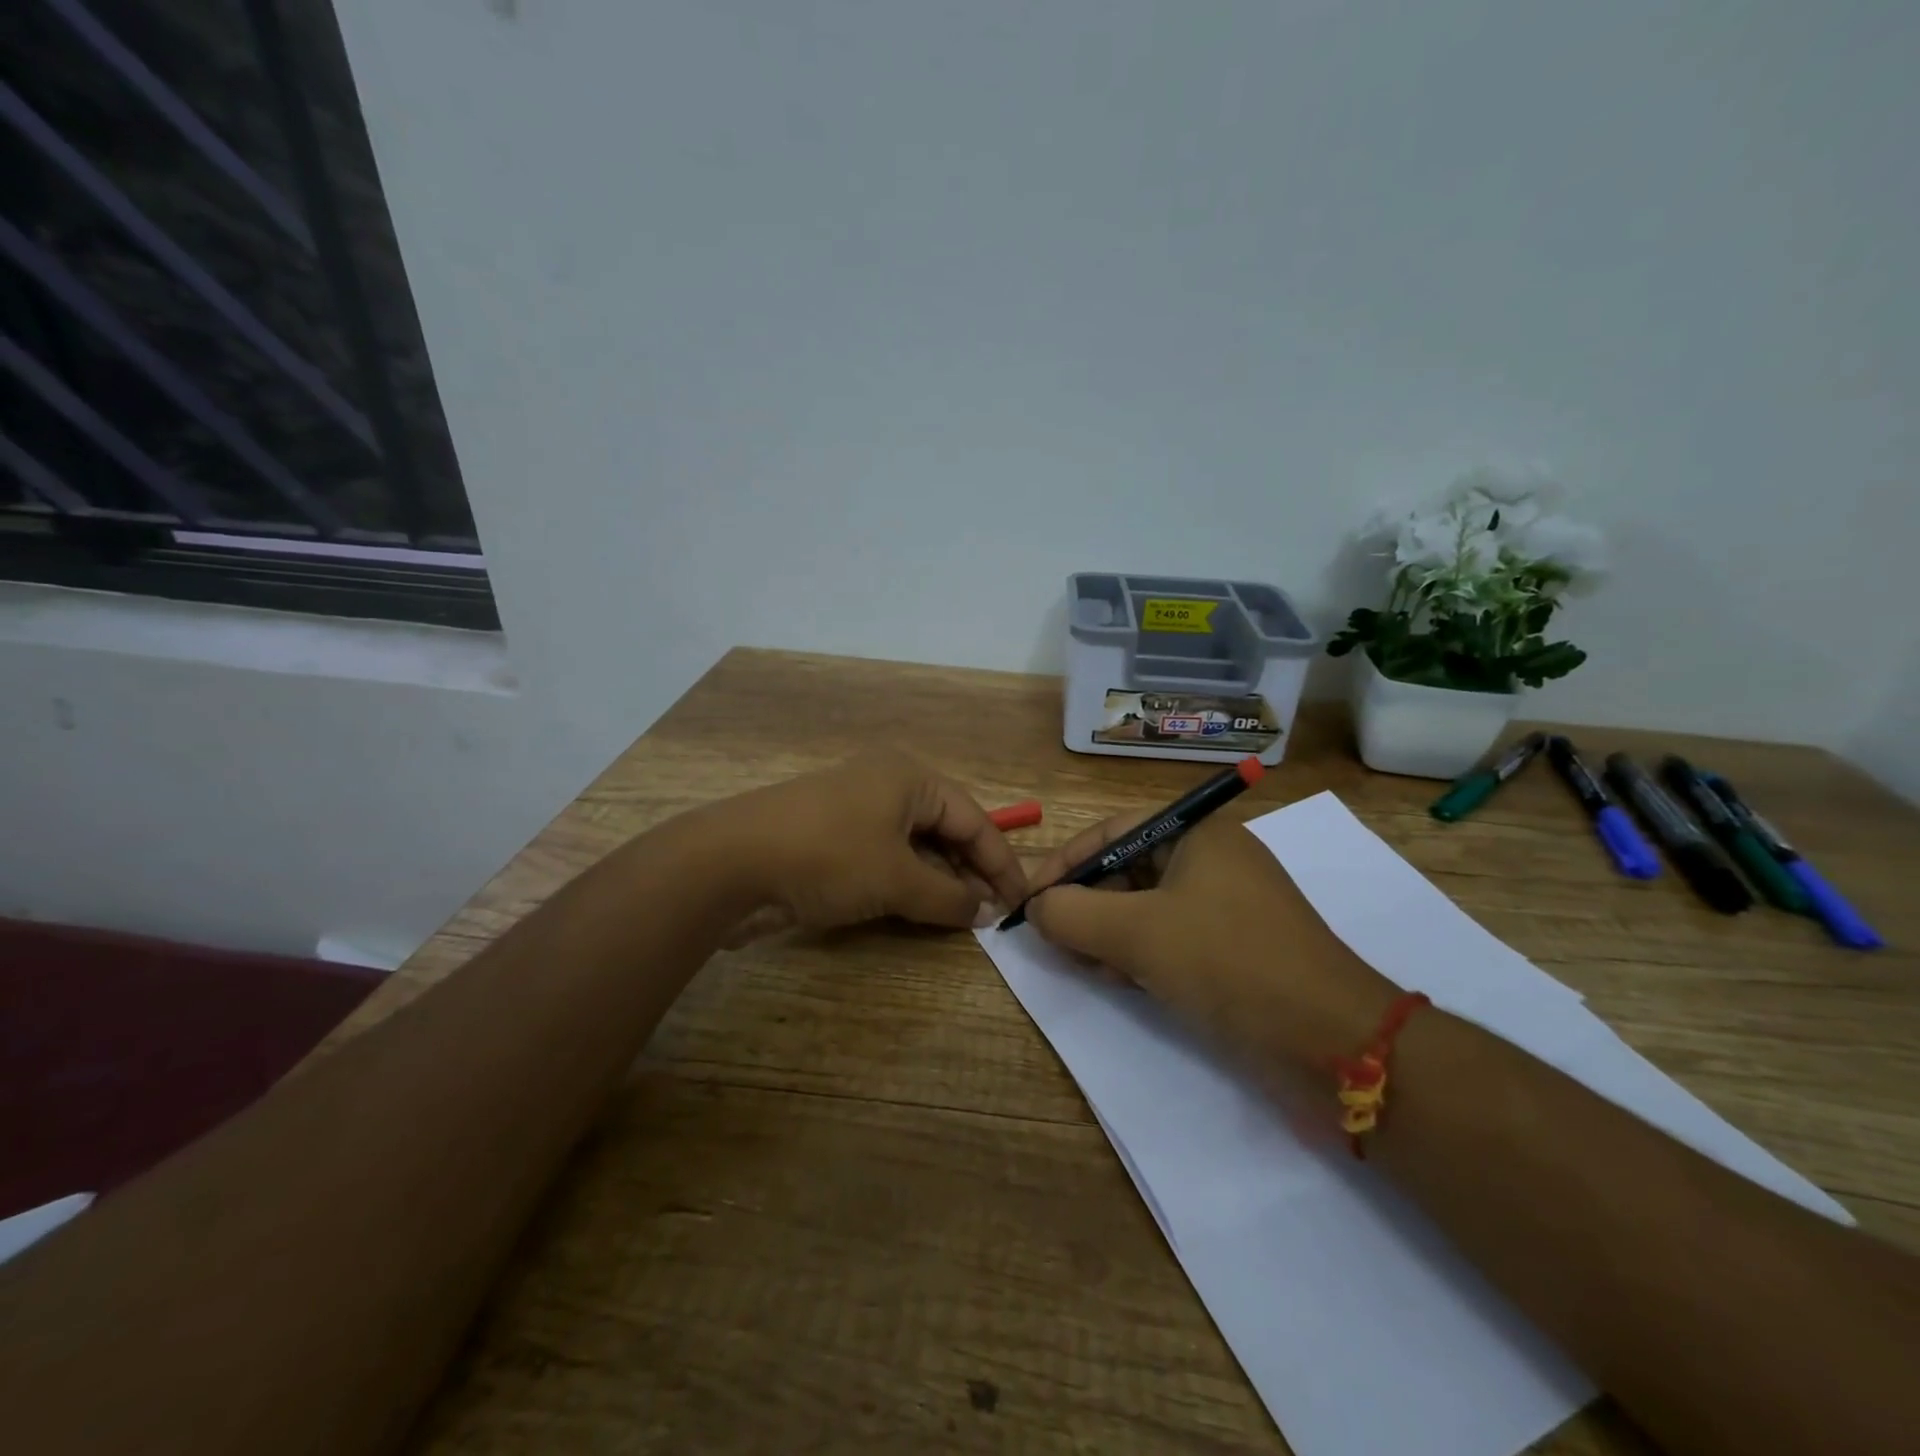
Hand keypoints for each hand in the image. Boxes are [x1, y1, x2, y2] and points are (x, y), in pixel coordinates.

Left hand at [719, 752, 1028, 937]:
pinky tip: (921, 911)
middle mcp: (887, 786)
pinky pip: (886, 859)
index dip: (1001, 861)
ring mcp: (856, 812)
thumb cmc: (828, 857)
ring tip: (964, 917)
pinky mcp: (832, 839)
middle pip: (945, 829)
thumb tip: (984, 911)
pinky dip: (907, 884)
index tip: (1022, 900)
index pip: (974, 818)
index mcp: (910, 778)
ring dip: (940, 880)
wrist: (730, 863)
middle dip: (971, 871)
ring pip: (915, 847)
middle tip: (994, 914)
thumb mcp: (897, 879)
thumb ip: (948, 897)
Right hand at [1025, 811, 1397, 1068]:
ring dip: (1108, 933)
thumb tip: (1036, 907)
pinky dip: (1140, 954)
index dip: (1066, 862)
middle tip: (1054, 937)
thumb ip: (1072, 914)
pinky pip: (1171, 938)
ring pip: (1146, 908)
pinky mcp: (1236, 949)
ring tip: (1084, 964)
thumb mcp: (1137, 933)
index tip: (1030, 899)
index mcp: (1199, 834)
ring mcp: (1227, 906)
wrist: (1333, 1041)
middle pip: (1128, 869)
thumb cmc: (1228, 962)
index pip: (1113, 832)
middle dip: (1087, 903)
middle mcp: (1214, 860)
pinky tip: (1122, 980)